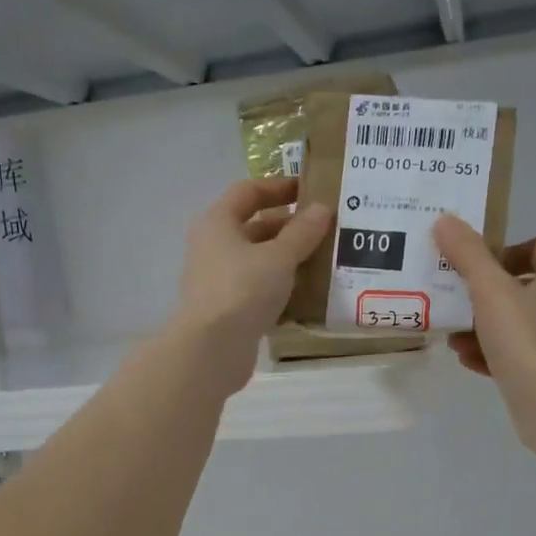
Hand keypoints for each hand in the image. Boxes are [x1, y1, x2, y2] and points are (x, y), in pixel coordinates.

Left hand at [171, 178, 332, 394]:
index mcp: (217, 223)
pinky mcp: (226, 309)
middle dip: (288, 227)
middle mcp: (212, 247)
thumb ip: (302, 232)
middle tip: (324, 229)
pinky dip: (279, 288)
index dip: (279, 187)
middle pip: (253, 227)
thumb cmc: (243, 290)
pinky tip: (307, 294)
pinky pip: (257, 289)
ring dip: (286, 259)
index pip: (248, 191)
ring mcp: (217, 280)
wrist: (212, 349)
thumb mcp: (279, 256)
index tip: (310, 190)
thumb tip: (321, 208)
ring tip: (322, 260)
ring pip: (256, 261)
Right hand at [433, 215, 535, 439]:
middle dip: (487, 294)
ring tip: (455, 336)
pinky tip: (468, 361)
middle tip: (458, 299)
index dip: (509, 250)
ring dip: (485, 327)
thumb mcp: (489, 290)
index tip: (479, 264)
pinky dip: (494, 354)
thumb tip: (445, 219)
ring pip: (520, 324)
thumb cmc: (525, 338)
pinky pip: (520, 355)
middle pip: (527, 287)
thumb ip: (467, 254)